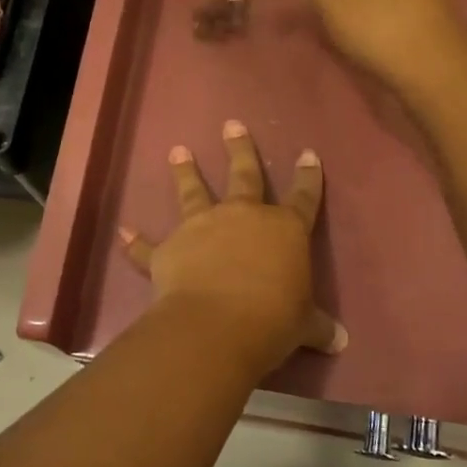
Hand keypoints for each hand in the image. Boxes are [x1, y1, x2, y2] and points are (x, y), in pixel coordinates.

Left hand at [120, 121, 345, 372]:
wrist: (216, 326)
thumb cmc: (272, 320)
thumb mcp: (304, 324)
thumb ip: (320, 326)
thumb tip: (342, 341)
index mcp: (284, 230)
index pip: (303, 197)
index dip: (308, 176)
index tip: (308, 153)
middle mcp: (242, 217)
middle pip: (244, 174)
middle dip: (240, 148)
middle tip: (232, 125)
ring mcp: (202, 228)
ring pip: (193, 192)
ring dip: (186, 171)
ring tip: (178, 151)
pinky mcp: (169, 249)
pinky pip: (148, 246)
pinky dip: (135, 241)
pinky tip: (123, 231)